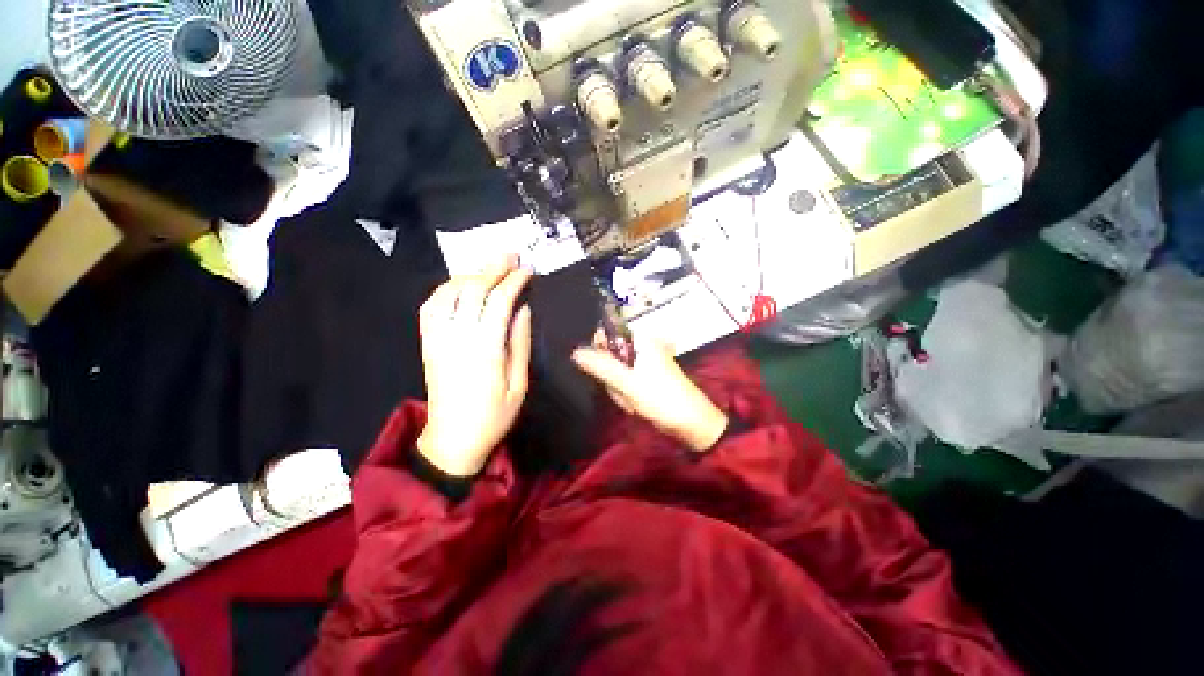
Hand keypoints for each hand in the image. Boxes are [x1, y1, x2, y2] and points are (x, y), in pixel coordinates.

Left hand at [416, 256, 532, 475]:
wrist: (453, 439)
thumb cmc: (494, 415)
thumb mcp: (518, 384)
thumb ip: (520, 344)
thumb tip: (523, 310)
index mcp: (486, 350)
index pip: (499, 302)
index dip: (514, 282)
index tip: (528, 270)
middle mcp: (458, 338)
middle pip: (473, 290)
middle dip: (493, 268)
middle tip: (510, 255)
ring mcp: (438, 339)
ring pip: (448, 294)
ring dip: (469, 275)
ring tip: (487, 268)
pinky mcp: (428, 344)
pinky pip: (430, 308)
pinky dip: (444, 290)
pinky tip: (458, 285)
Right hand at [572, 333, 727, 451]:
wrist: (691, 424)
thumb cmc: (662, 398)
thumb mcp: (628, 382)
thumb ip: (601, 366)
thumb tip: (575, 352)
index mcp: (641, 341)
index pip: (608, 334)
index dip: (600, 352)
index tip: (604, 372)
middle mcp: (641, 348)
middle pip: (609, 356)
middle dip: (612, 378)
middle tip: (623, 392)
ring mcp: (643, 364)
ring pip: (614, 373)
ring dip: (619, 390)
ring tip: (632, 402)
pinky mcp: (644, 379)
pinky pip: (624, 383)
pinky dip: (626, 395)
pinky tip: (635, 406)